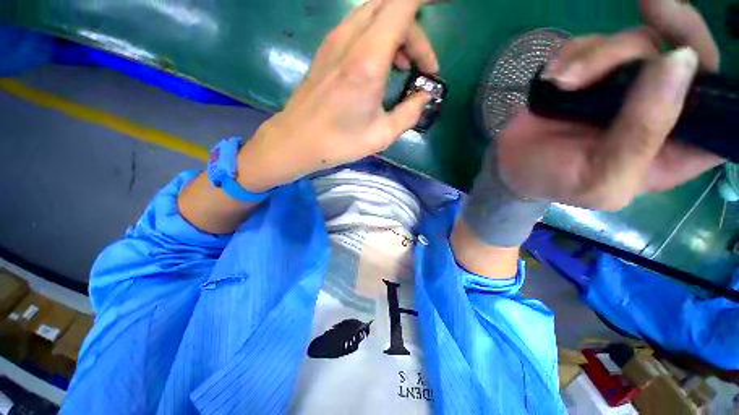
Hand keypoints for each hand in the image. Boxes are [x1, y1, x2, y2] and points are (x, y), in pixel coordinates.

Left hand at [237, 0, 437, 191]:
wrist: (297, 140)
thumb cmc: (339, 142)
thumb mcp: (382, 135)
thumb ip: (410, 113)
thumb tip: (424, 97)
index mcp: (367, 60)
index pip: (402, 4)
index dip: (424, 1)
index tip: (443, 12)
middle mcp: (349, 39)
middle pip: (391, 7)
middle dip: (415, 32)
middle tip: (422, 67)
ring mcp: (334, 41)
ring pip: (375, 15)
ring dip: (397, 34)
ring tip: (403, 69)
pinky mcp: (327, 49)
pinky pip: (359, 27)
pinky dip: (379, 38)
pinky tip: (381, 69)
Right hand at [494, 0, 723, 210]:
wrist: (511, 167)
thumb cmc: (554, 182)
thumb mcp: (600, 178)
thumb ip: (642, 134)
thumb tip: (678, 61)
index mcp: (674, 146)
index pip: (722, 110)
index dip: (721, 82)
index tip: (692, 54)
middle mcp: (659, 108)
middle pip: (684, 55)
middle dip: (661, 35)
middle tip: (649, 8)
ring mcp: (625, 84)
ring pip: (637, 40)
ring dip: (599, 53)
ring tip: (562, 81)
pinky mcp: (592, 72)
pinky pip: (596, 41)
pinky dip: (574, 52)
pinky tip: (554, 77)